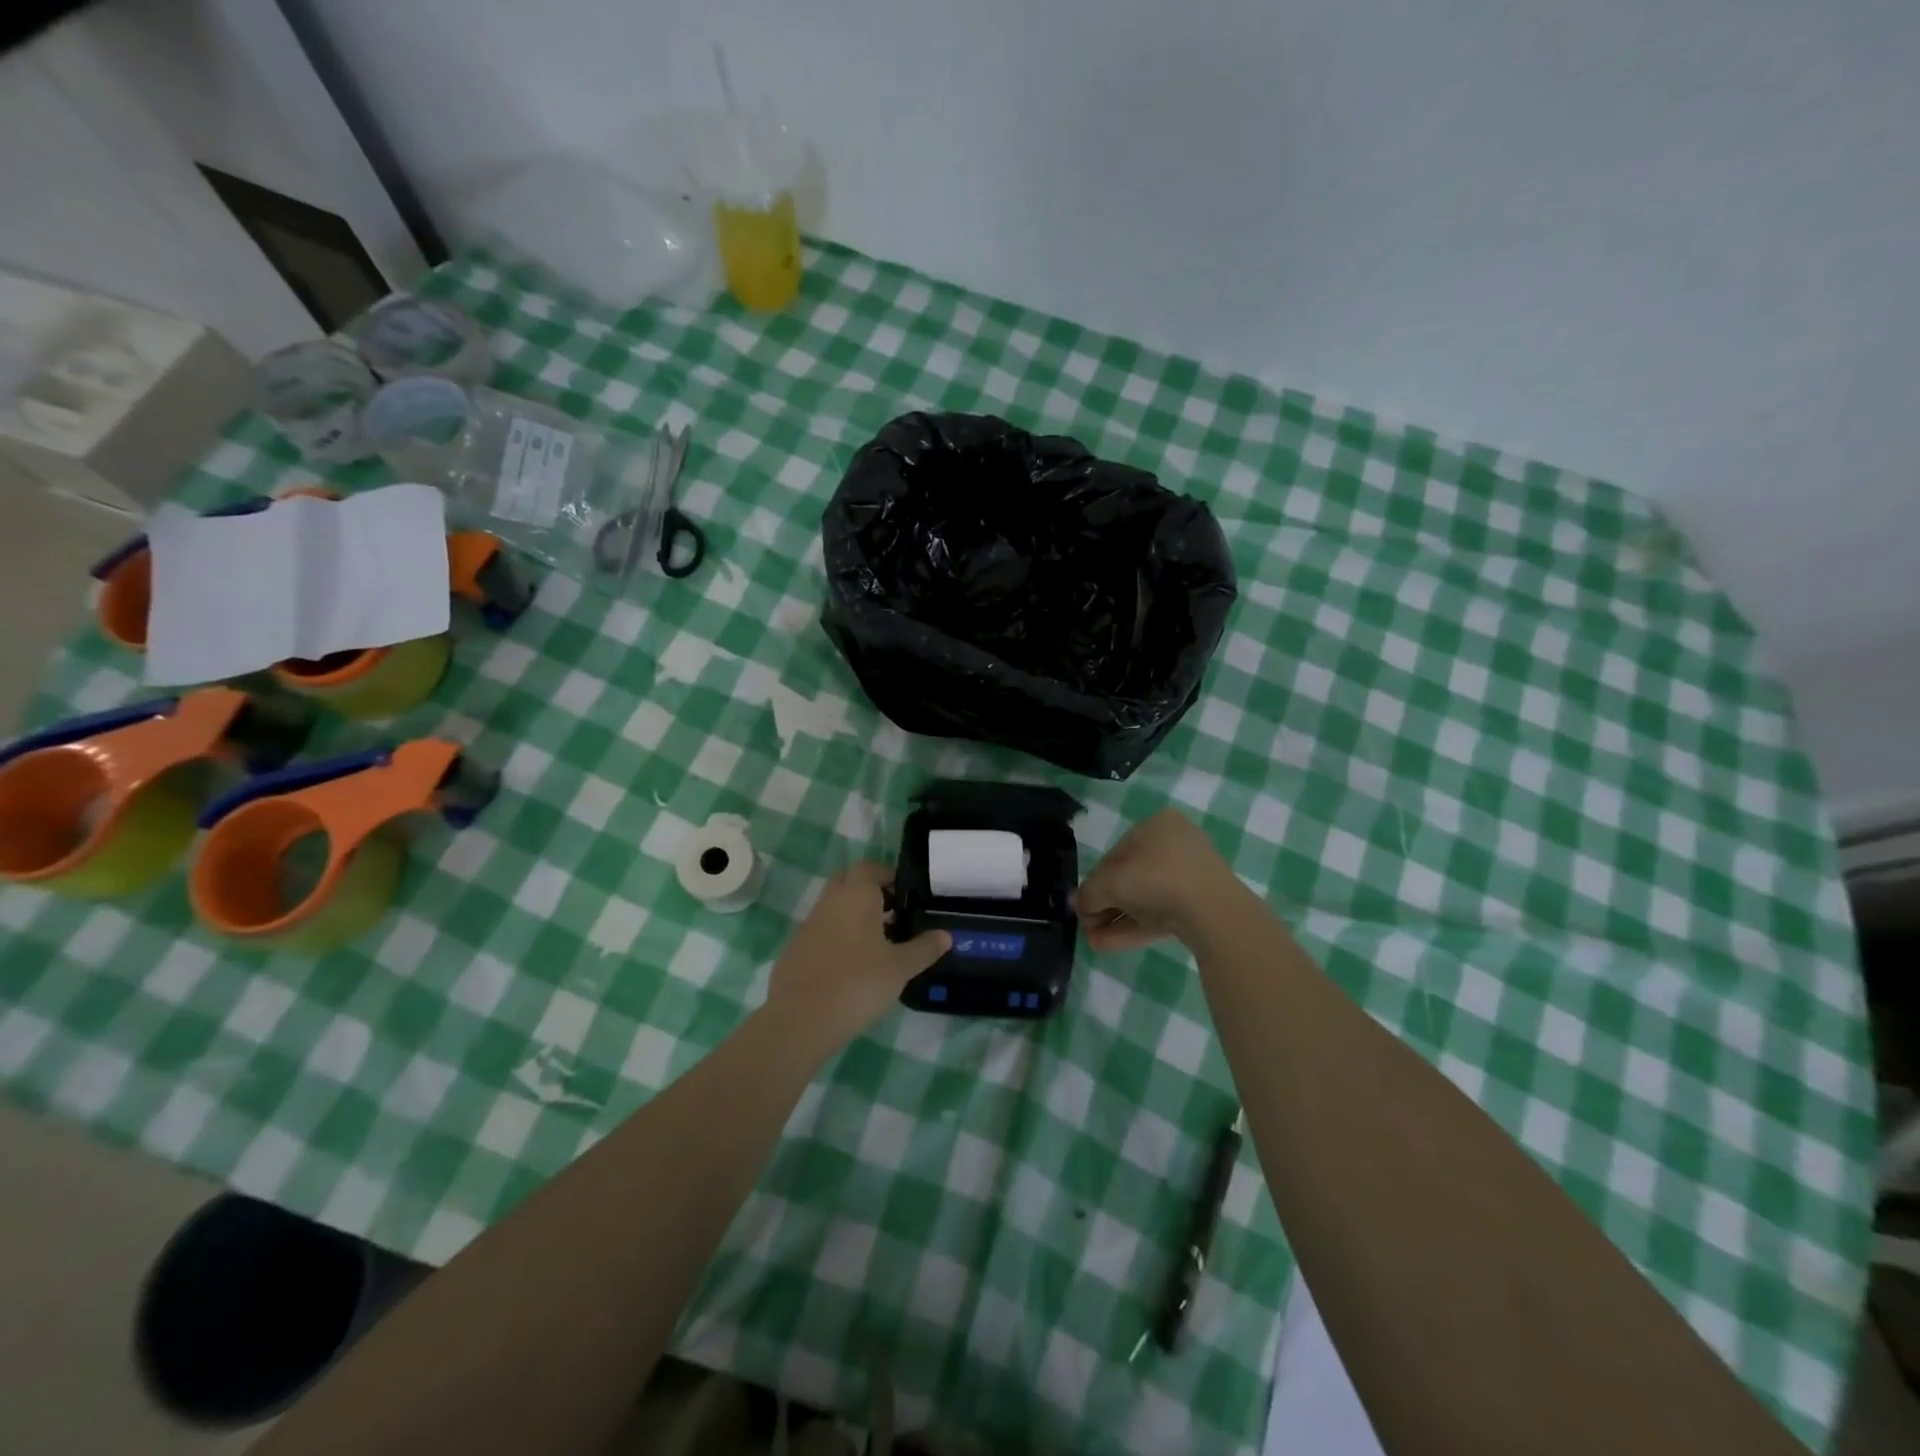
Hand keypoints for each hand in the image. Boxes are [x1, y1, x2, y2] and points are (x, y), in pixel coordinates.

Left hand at [767, 863, 950, 1039]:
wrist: (801, 1019)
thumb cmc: (858, 983)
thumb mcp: (900, 968)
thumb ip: (924, 948)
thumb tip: (946, 935)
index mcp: (856, 896)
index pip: (869, 868)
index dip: (887, 876)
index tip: (905, 894)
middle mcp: (829, 902)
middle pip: (848, 882)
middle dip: (869, 892)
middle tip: (892, 914)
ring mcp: (808, 924)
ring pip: (833, 907)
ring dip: (853, 916)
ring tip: (877, 944)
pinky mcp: (795, 949)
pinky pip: (821, 932)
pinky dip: (836, 938)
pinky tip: (850, 966)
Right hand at [1071, 809, 1238, 951]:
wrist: (1214, 912)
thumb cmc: (1157, 879)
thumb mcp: (1111, 883)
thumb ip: (1088, 893)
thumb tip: (1076, 903)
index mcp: (1156, 826)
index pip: (1115, 854)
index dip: (1094, 881)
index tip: (1082, 905)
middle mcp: (1175, 844)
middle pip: (1130, 878)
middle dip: (1105, 904)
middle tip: (1087, 925)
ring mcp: (1191, 876)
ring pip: (1145, 898)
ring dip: (1116, 919)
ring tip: (1093, 941)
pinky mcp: (1200, 904)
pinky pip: (1161, 912)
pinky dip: (1134, 926)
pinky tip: (1108, 944)